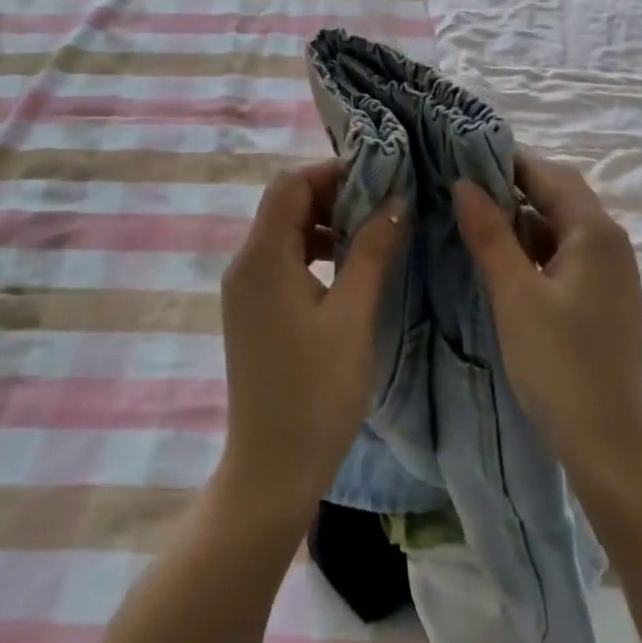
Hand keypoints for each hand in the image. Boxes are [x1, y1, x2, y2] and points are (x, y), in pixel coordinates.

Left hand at [218, 160, 405, 525]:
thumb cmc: (316, 392)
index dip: (332, 172)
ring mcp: (245, 289)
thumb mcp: (354, 316)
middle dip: (332, 196)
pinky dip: (314, 252)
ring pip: (284, 232)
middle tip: (382, 206)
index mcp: (262, 257)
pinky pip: (282, 261)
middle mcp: (245, 263)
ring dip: (325, 225)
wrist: (271, 470)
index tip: (379, 179)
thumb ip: (372, 251)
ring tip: (372, 236)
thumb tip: (396, 200)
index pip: (290, 183)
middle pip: (285, 203)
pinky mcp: (252, 311)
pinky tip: (348, 271)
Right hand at [453, 154, 641, 485]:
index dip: (507, 161)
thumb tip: (463, 183)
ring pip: (559, 225)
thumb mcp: (514, 295)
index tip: (461, 157)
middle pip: (558, 195)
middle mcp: (609, 242)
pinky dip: (533, 246)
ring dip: (521, 217)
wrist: (611, 445)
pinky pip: (564, 253)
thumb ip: (489, 234)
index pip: (549, 174)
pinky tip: (501, 258)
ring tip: (472, 216)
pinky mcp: (601, 297)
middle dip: (512, 186)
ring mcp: (609, 271)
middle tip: (461, 185)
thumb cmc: (560, 365)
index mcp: (595, 232)